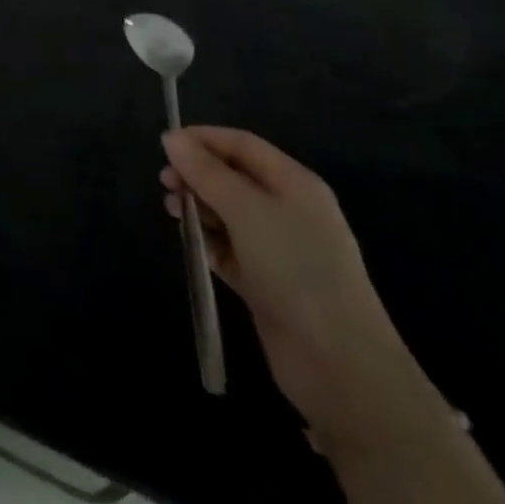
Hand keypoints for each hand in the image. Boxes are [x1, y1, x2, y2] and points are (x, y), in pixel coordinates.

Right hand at [161, 128, 441, 446]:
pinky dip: (209, 242)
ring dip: (199, 207)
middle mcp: (288, 209)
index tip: (164, 147)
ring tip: (173, 213)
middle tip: (165, 184)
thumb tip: (171, 138)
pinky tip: (192, 244)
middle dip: (197, 174)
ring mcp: (279, 248)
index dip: (203, 139)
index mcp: (294, 183)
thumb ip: (207, 173)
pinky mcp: (267, 283)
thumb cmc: (295, 270)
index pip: (242, 144)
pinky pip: (230, 249)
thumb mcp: (247, 211)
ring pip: (228, 213)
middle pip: (233, 177)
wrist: (340, 365)